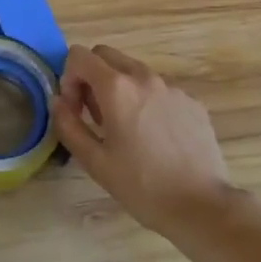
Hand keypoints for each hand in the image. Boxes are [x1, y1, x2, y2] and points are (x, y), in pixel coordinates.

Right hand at [54, 45, 238, 238]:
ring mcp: (172, 87)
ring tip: (126, 130)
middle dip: (92, 77)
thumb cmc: (142, 186)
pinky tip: (155, 138)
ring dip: (120, 89)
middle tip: (95, 116)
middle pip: (106, 55)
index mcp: (117, 88)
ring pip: (134, 71)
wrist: (202, 206)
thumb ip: (69, 126)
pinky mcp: (192, 101)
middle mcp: (144, 76)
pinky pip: (159, 89)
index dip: (69, 78)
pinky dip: (147, 101)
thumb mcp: (95, 162)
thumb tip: (58, 102)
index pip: (80, 55)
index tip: (76, 110)